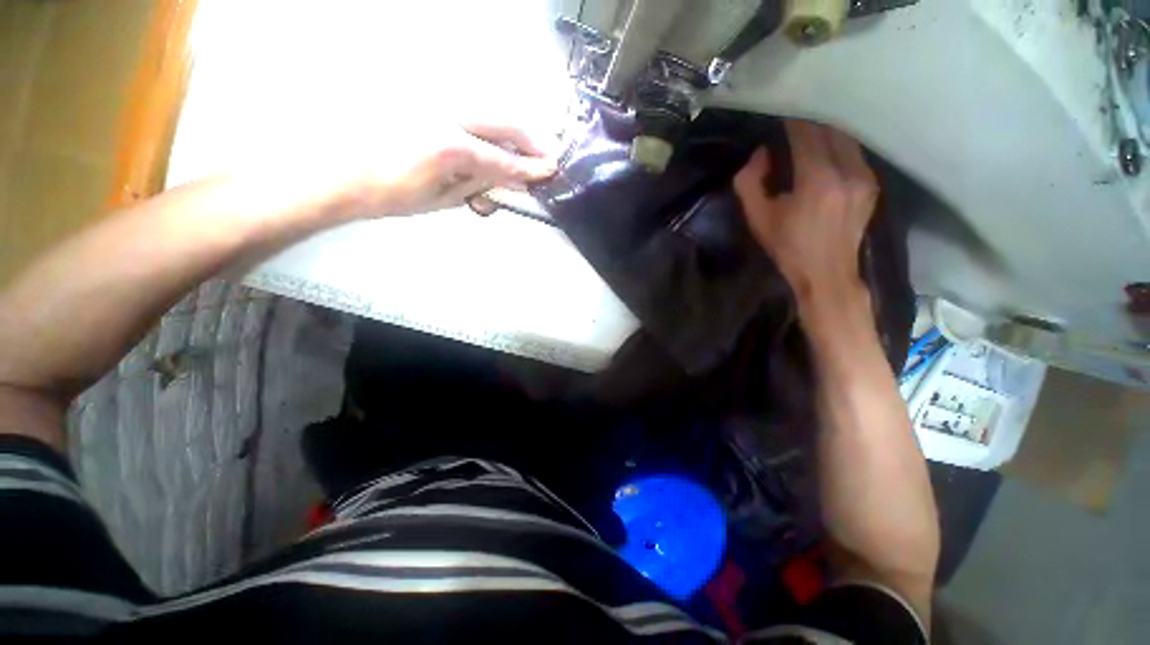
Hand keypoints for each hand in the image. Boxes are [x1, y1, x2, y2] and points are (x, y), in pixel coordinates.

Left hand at [322, 121, 557, 218]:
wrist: (340, 172)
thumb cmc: (390, 195)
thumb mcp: (442, 199)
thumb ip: (479, 186)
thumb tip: (508, 182)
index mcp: (451, 148)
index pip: (504, 160)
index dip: (530, 168)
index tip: (551, 170)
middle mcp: (448, 116)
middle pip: (504, 122)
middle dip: (530, 140)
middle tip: (547, 155)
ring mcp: (435, 103)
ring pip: (490, 112)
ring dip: (511, 132)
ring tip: (523, 152)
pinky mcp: (425, 100)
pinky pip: (469, 112)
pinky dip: (489, 127)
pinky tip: (493, 143)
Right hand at [733, 121, 878, 301]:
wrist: (826, 273)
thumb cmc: (787, 247)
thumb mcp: (757, 218)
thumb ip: (750, 182)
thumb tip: (762, 153)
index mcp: (816, 180)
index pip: (806, 134)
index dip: (792, 121)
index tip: (780, 114)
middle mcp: (847, 172)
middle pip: (831, 130)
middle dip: (811, 122)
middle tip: (794, 120)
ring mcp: (865, 177)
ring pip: (847, 138)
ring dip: (828, 131)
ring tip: (811, 131)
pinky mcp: (872, 185)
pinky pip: (856, 153)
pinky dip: (840, 145)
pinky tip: (828, 150)